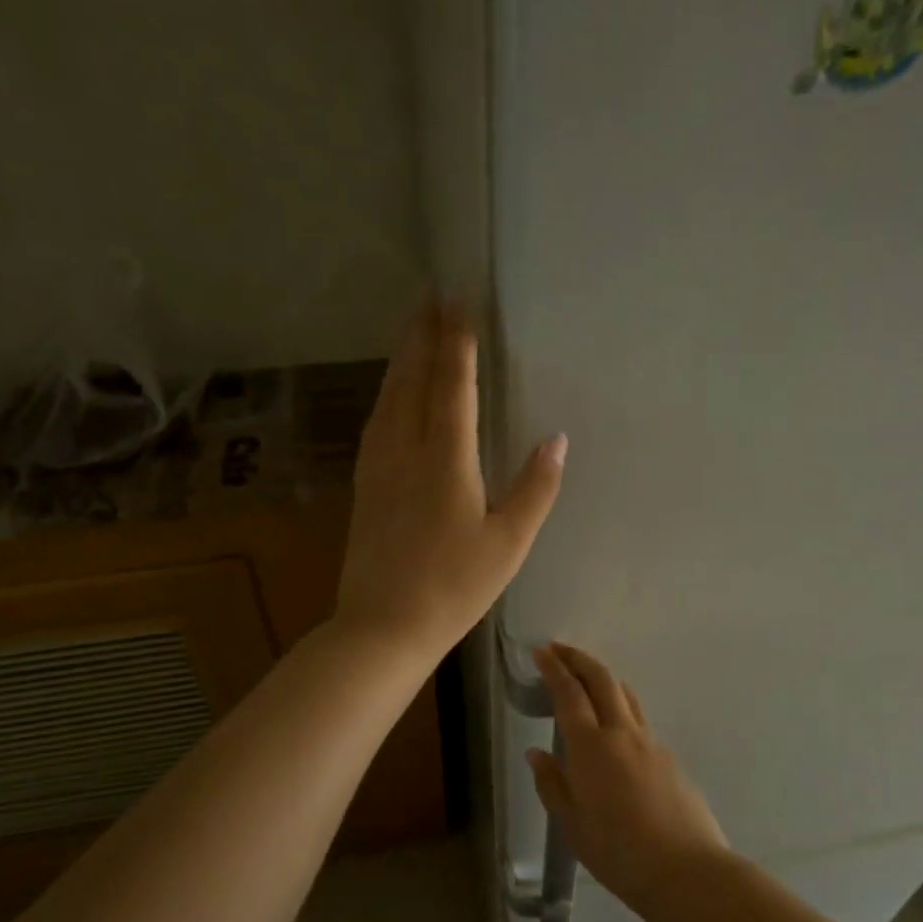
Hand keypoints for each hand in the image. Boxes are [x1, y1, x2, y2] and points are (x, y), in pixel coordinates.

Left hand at [336, 305, 565, 660]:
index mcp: (445, 460)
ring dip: (401, 359)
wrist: (382, 626)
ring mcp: (378, 467)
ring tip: (410, 330)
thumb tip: (558, 440)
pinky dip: (386, 394)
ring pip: (388, 398)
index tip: (458, 300)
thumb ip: (535, 489)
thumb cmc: (453, 588)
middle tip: (429, 295)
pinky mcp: (364, 486)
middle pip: (412, 380)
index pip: (452, 386)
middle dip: (422, 335)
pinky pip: (376, 423)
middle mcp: (405, 450)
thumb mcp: (508, 544)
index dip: (456, 342)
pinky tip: (388, 395)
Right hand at [527, 643, 729, 913]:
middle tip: (560, 650)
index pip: (569, 693)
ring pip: (625, 695)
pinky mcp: (669, 758)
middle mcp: (621, 733)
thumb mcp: (571, 825)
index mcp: (590, 746)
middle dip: (579, 659)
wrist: (686, 870)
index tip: (541, 651)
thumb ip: (552, 784)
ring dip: (603, 678)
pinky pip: (640, 720)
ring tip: (587, 679)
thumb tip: (537, 754)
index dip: (554, 668)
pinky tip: (614, 731)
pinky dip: (621, 708)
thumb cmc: (618, 852)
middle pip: (602, 679)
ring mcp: (650, 742)